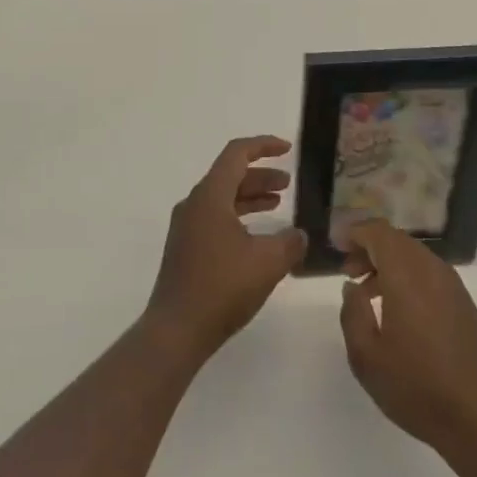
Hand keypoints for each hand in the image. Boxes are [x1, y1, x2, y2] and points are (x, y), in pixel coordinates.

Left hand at [145, 136, 307, 363]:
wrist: (176, 330)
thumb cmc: (221, 287)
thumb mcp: (267, 263)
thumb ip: (290, 243)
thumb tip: (299, 235)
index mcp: (210, 196)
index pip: (237, 154)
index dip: (263, 146)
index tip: (287, 149)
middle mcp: (194, 203)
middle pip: (229, 175)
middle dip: (261, 175)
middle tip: (288, 184)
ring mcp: (187, 226)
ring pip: (223, 198)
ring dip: (250, 197)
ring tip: (278, 205)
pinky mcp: (185, 248)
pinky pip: (215, 218)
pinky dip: (239, 217)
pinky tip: (258, 237)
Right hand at [338, 220, 476, 459]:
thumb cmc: (419, 388)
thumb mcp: (367, 358)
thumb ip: (353, 314)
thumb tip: (352, 287)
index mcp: (407, 274)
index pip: (378, 232)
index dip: (355, 232)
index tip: (337, 245)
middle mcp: (432, 270)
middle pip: (397, 241)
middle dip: (369, 248)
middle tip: (348, 270)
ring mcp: (453, 286)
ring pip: (414, 257)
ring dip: (388, 264)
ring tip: (367, 292)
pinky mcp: (465, 305)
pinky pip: (429, 274)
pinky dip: (407, 278)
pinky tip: (397, 310)